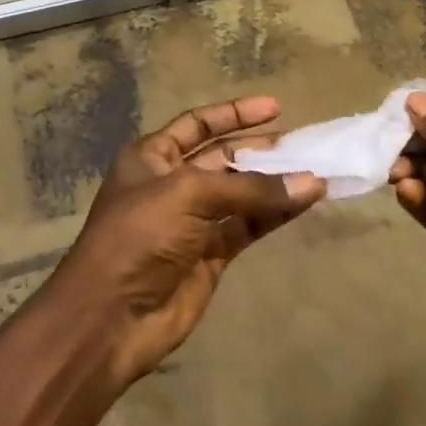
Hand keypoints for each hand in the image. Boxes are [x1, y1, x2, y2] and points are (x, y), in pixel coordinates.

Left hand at [55, 97, 325, 385]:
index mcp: (151, 158)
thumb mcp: (189, 195)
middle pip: (223, 157)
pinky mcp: (211, 255)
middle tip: (302, 142)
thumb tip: (310, 182)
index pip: (198, 123)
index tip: (275, 108)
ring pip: (241, 193)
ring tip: (315, 170)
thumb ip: (251, 188)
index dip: (234, 113)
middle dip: (260, 148)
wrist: (110, 318)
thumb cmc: (139, 236)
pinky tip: (304, 201)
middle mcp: (172, 184)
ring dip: (274, 182)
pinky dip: (275, 214)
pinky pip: (248, 226)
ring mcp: (193, 221)